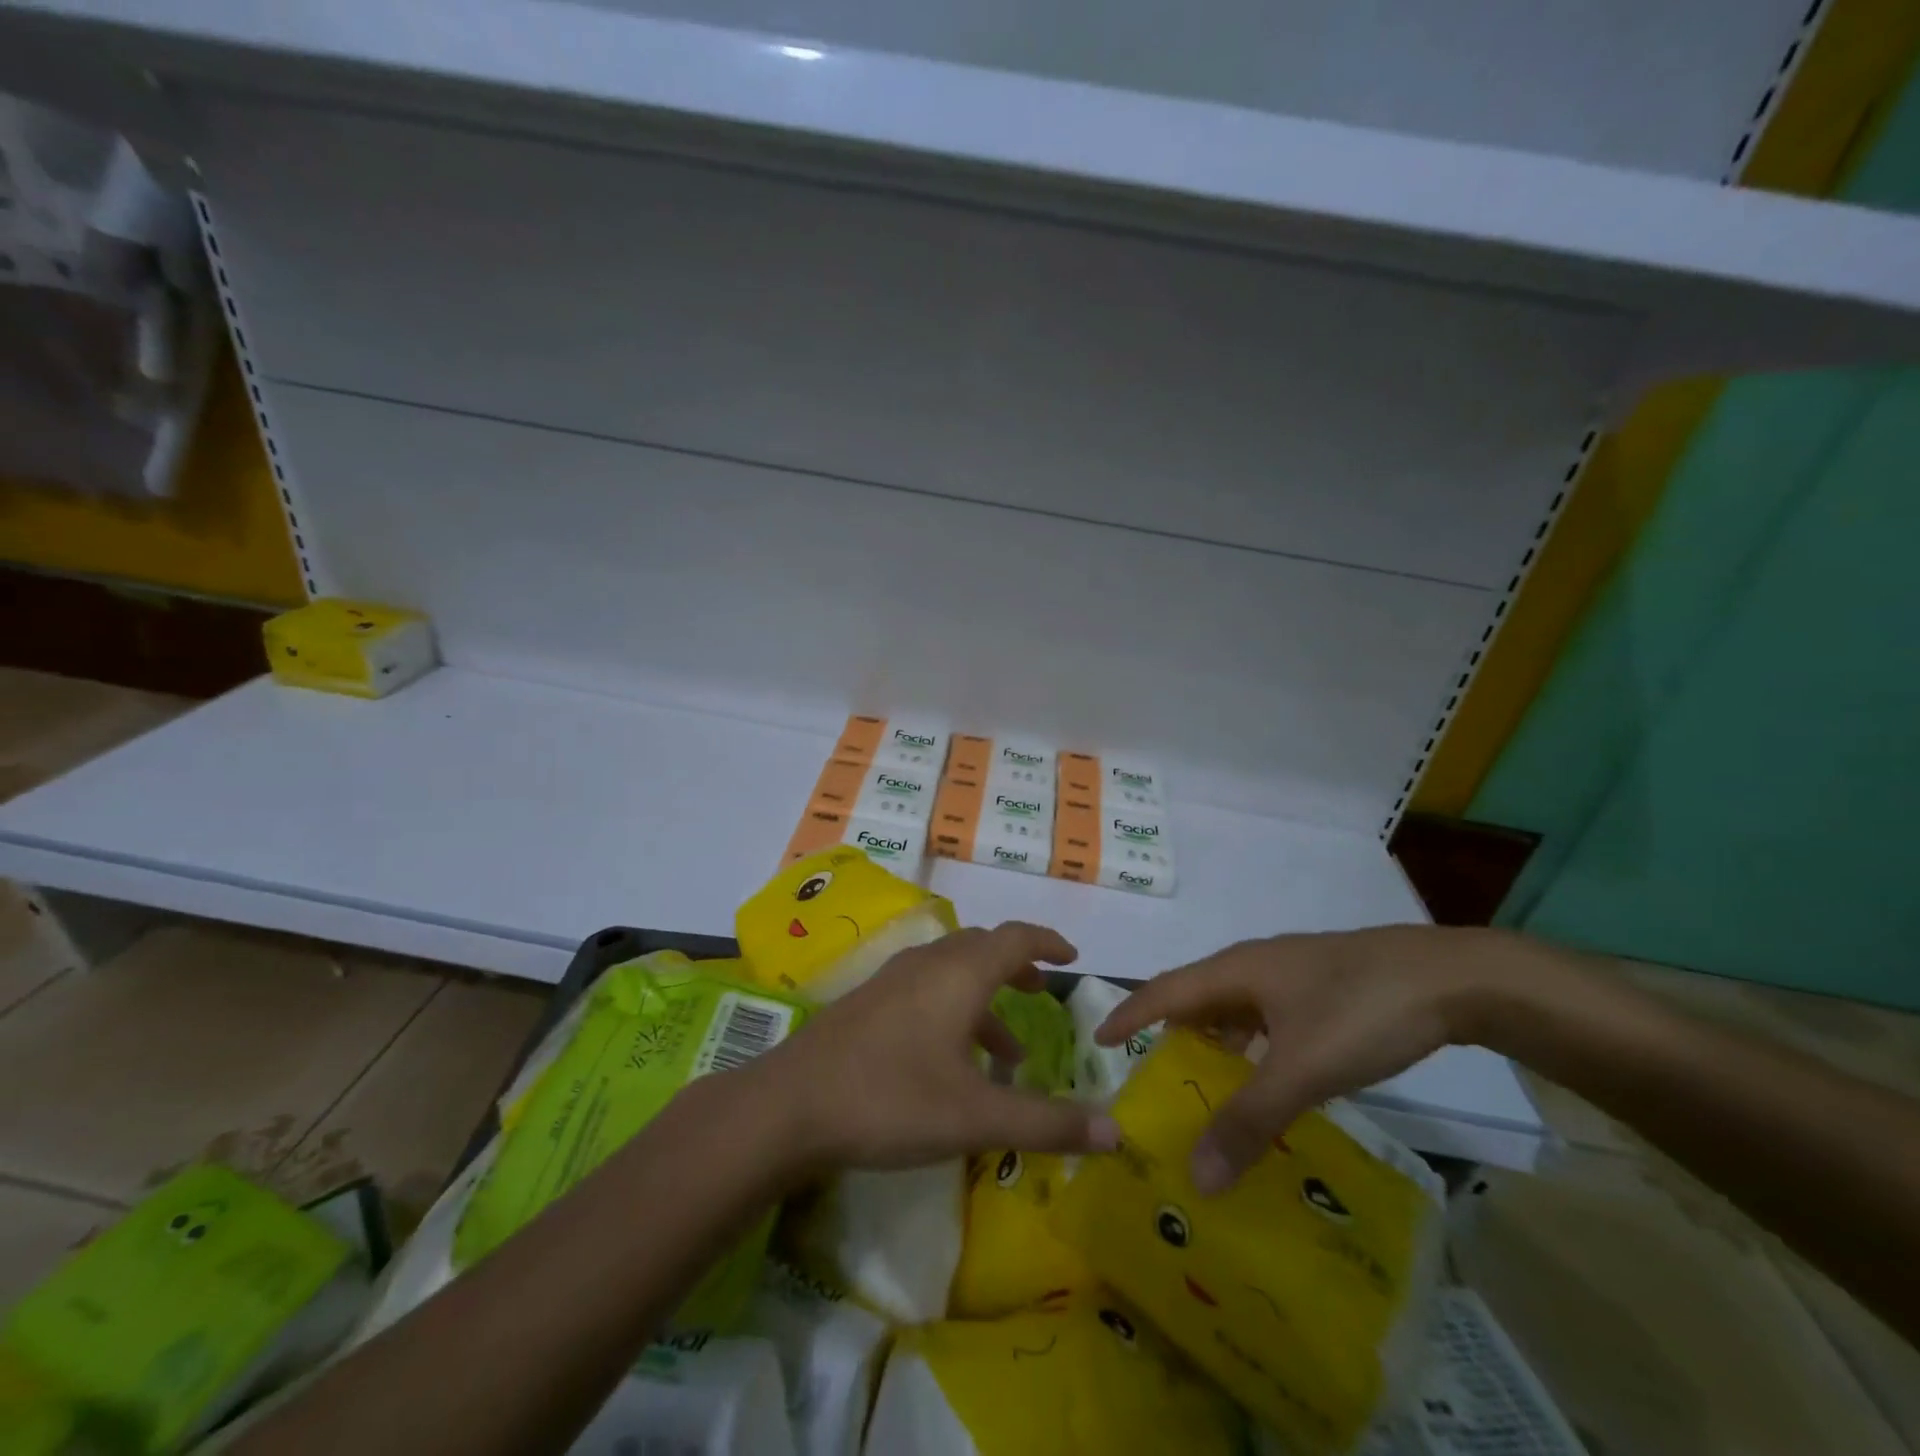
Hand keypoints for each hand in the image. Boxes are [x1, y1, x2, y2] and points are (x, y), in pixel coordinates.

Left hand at [748, 921, 1120, 1173]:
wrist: (789, 1105)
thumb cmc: (892, 1099)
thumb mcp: (976, 1117)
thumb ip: (1047, 1123)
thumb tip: (1116, 1132)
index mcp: (959, 974)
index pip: (1014, 938)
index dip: (1047, 942)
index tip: (1071, 957)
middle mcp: (927, 964)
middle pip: (981, 948)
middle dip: (1015, 967)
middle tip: (1040, 993)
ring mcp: (892, 982)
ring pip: (951, 972)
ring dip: (984, 999)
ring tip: (1008, 1052)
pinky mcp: (868, 1004)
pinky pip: (925, 991)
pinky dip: (953, 1012)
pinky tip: (949, 1062)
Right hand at [1094, 926, 1515, 1193]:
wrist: (1452, 977)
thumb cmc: (1362, 1010)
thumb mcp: (1303, 1069)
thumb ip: (1249, 1120)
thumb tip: (1194, 1176)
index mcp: (1236, 971)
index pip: (1164, 991)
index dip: (1129, 1014)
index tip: (1097, 1040)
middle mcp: (1255, 964)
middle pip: (1197, 997)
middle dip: (1170, 1033)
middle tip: (1153, 1077)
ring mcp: (1291, 972)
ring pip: (1235, 1007)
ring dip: (1215, 1042)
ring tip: (1206, 1086)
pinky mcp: (1322, 986)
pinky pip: (1267, 1015)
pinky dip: (1253, 1045)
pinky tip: (1270, 1075)